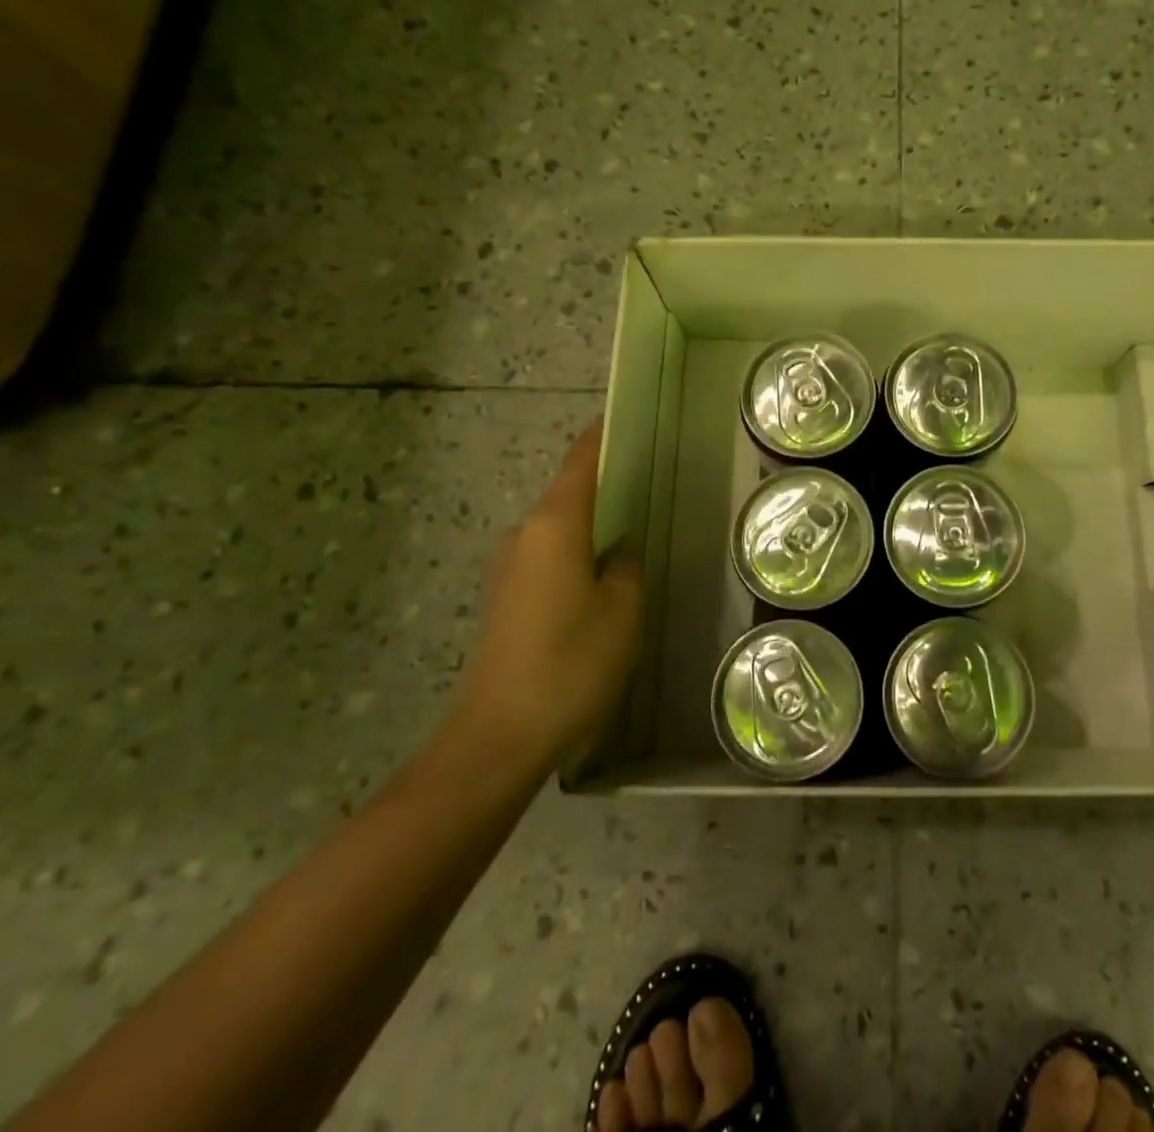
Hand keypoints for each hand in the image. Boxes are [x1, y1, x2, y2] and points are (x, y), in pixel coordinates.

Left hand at [451, 422, 641, 771]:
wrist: (499, 736)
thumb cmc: (571, 662)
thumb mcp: (622, 609)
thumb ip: (627, 563)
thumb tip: (620, 546)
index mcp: (555, 524)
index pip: (581, 460)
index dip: (605, 434)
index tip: (633, 416)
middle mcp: (525, 533)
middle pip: (570, 489)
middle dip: (607, 479)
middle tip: (654, 476)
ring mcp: (510, 566)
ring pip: (561, 524)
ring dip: (594, 518)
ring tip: (637, 524)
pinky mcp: (507, 597)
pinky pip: (551, 554)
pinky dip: (579, 548)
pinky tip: (606, 573)